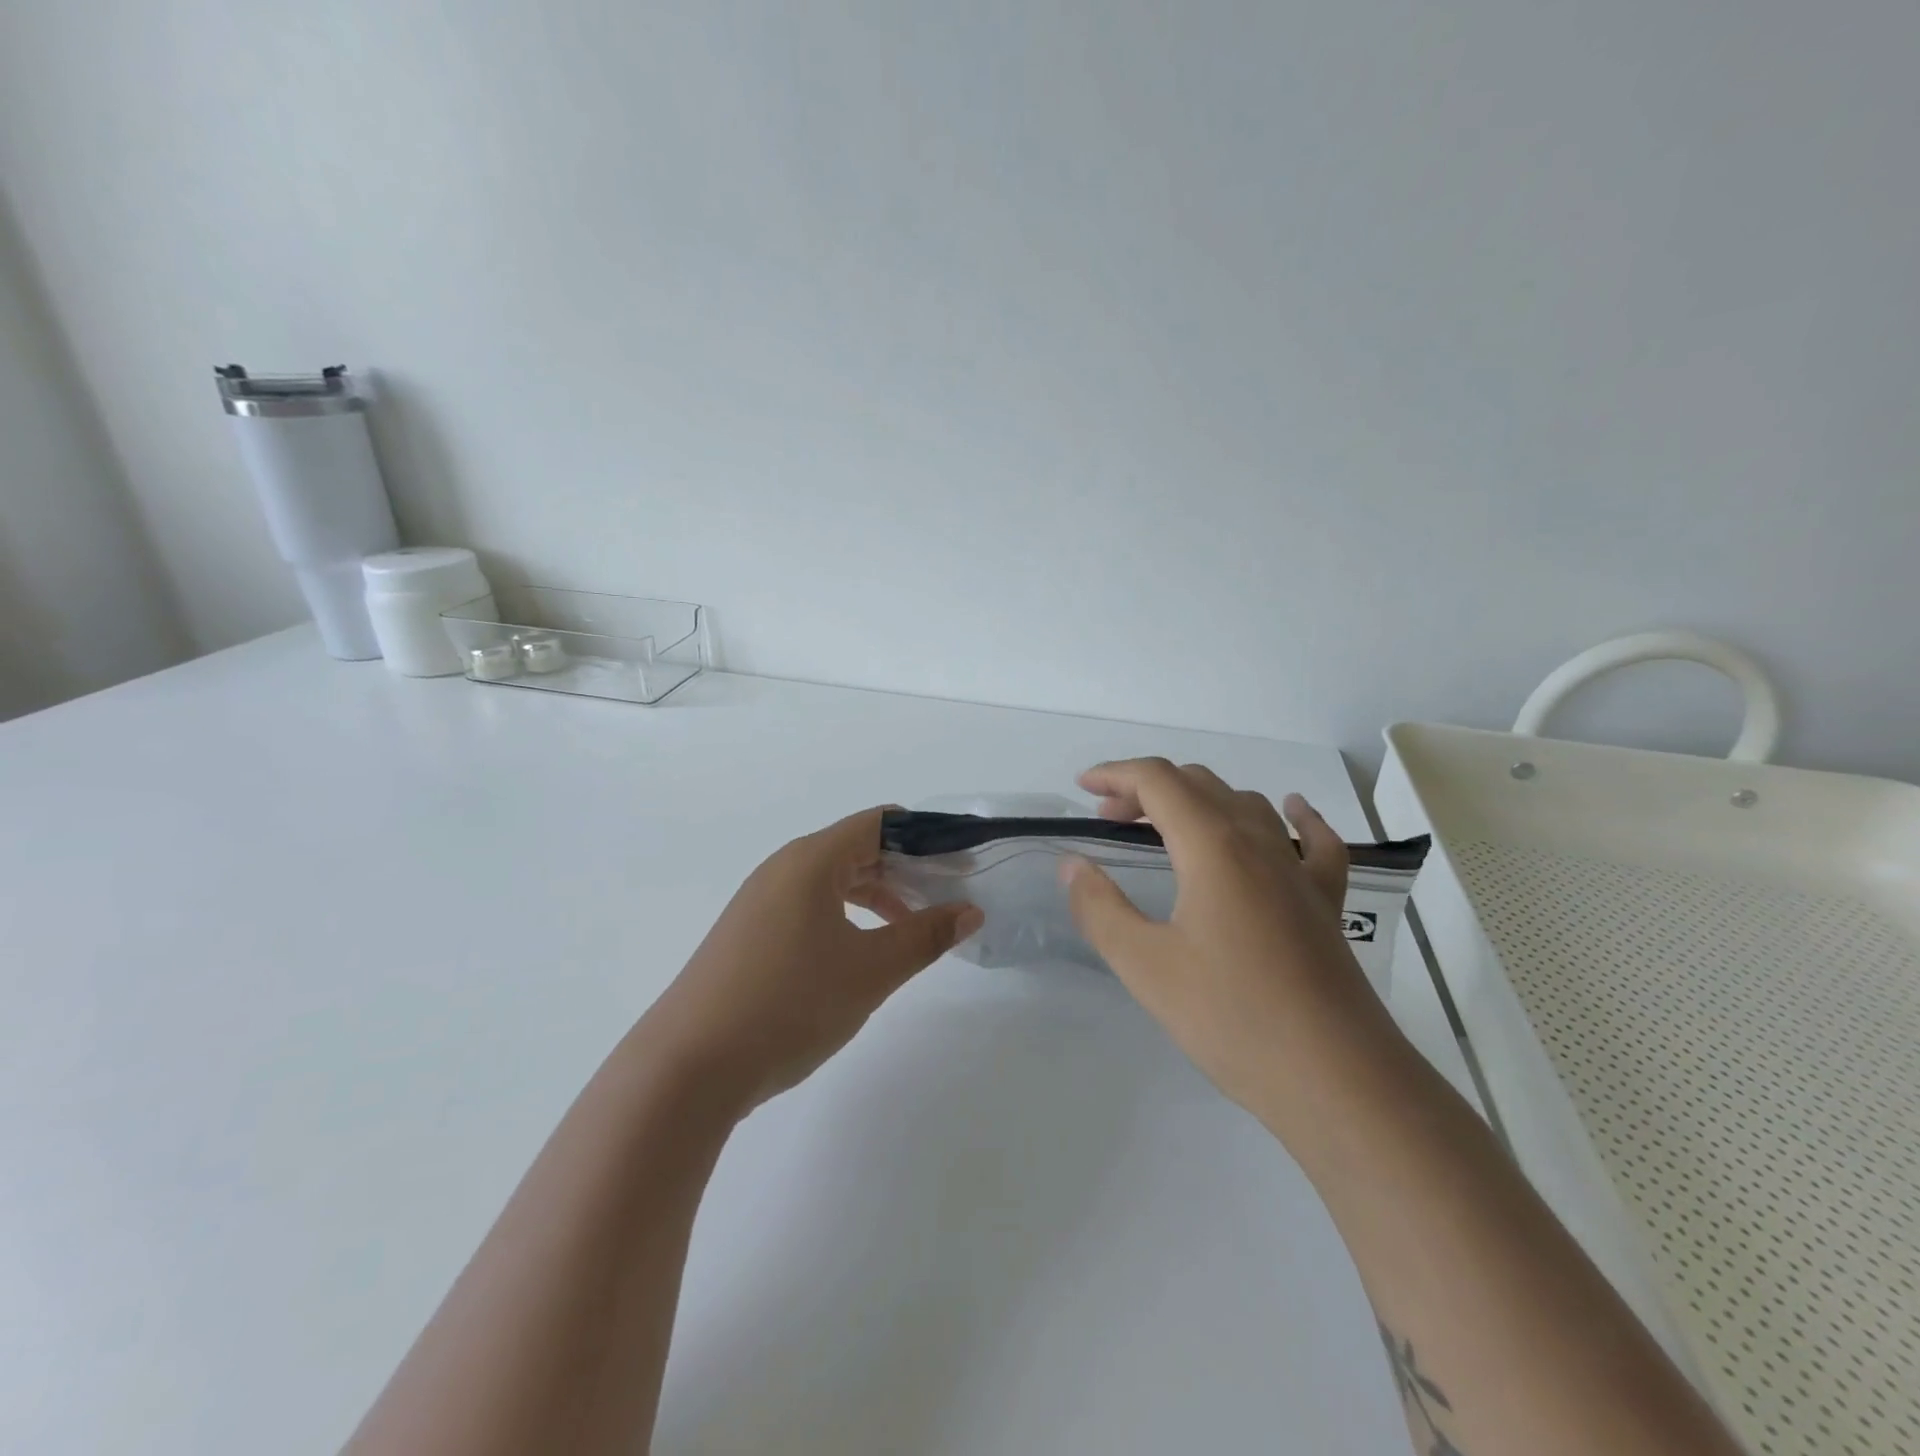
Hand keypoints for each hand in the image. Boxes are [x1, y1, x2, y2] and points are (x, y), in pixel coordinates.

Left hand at [642, 807, 982, 1113]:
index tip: (962, 860)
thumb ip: (925, 937)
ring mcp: (761, 902)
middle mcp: (783, 869)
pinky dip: (848, 915)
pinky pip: (811, 906)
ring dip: (878, 894)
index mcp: (811, 860)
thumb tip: (970, 911)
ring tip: (914, 923)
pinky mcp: (750, 934)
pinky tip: (864, 948)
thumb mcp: (870, 971)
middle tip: (949, 893)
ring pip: (833, 880)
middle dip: (906, 867)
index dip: (925, 836)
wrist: (687, 1067)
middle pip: (857, 848)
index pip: (879, 824)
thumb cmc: (789, 1003)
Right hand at [1062, 758, 1394, 1127]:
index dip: (1116, 774)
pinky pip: (1315, 841)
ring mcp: (1300, 870)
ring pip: (1246, 804)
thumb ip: (1100, 909)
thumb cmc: (1232, 1018)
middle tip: (1110, 818)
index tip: (1082, 788)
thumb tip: (1073, 865)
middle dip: (1147, 789)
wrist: (1337, 1079)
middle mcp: (1259, 842)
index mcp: (1213, 847)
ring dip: (1199, 799)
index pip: (1159, 782)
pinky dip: (1295, 817)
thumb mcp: (1145, 966)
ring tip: (1168, 824)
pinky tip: (1292, 811)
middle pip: (1199, 785)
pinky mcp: (1325, 902)